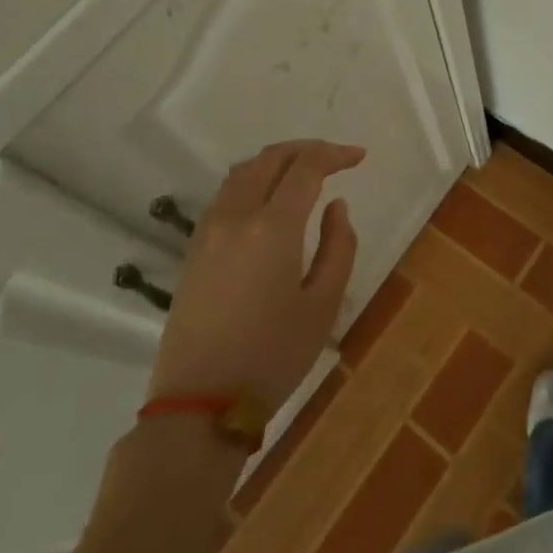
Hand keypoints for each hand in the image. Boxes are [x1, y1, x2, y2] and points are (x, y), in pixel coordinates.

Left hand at [146, 139, 364, 410]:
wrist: (201, 402)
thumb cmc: (273, 355)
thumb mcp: (323, 304)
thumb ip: (339, 246)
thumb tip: (336, 207)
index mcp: (272, 227)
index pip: (305, 168)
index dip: (334, 155)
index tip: (359, 157)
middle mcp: (236, 217)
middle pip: (269, 159)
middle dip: (305, 149)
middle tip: (335, 158)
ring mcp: (208, 231)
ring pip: (242, 172)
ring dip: (276, 161)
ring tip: (304, 171)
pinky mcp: (194, 249)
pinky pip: (225, 194)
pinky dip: (252, 180)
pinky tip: (269, 198)